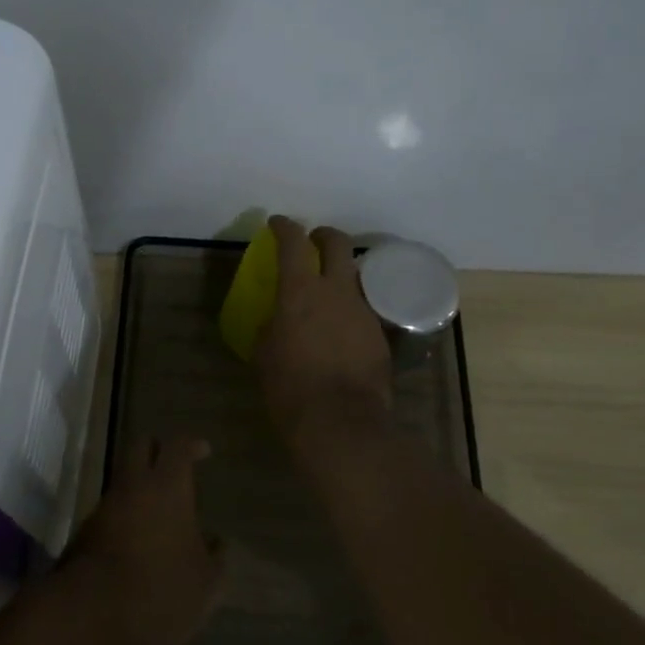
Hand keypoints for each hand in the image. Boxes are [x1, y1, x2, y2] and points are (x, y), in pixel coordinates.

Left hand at [62, 437, 224, 644]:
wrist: (90, 617)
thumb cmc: (160, 592)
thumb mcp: (205, 584)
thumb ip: (215, 558)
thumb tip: (216, 542)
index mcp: (167, 487)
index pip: (177, 446)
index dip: (191, 444)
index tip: (203, 450)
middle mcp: (133, 486)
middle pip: (141, 447)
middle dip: (159, 450)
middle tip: (176, 467)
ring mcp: (104, 507)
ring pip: (124, 480)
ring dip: (141, 487)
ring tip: (162, 514)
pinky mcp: (85, 532)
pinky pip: (111, 511)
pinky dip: (127, 515)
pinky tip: (141, 542)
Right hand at [256, 216, 393, 442]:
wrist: (341, 421)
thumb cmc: (290, 386)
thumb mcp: (264, 353)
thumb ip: (270, 327)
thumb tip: (276, 321)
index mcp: (300, 291)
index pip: (293, 242)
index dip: (284, 227)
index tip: (277, 223)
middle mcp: (336, 291)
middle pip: (338, 243)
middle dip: (324, 235)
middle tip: (313, 242)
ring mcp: (363, 311)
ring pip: (355, 276)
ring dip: (340, 275)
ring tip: (328, 293)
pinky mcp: (380, 334)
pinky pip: (363, 309)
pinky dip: (350, 310)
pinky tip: (340, 330)